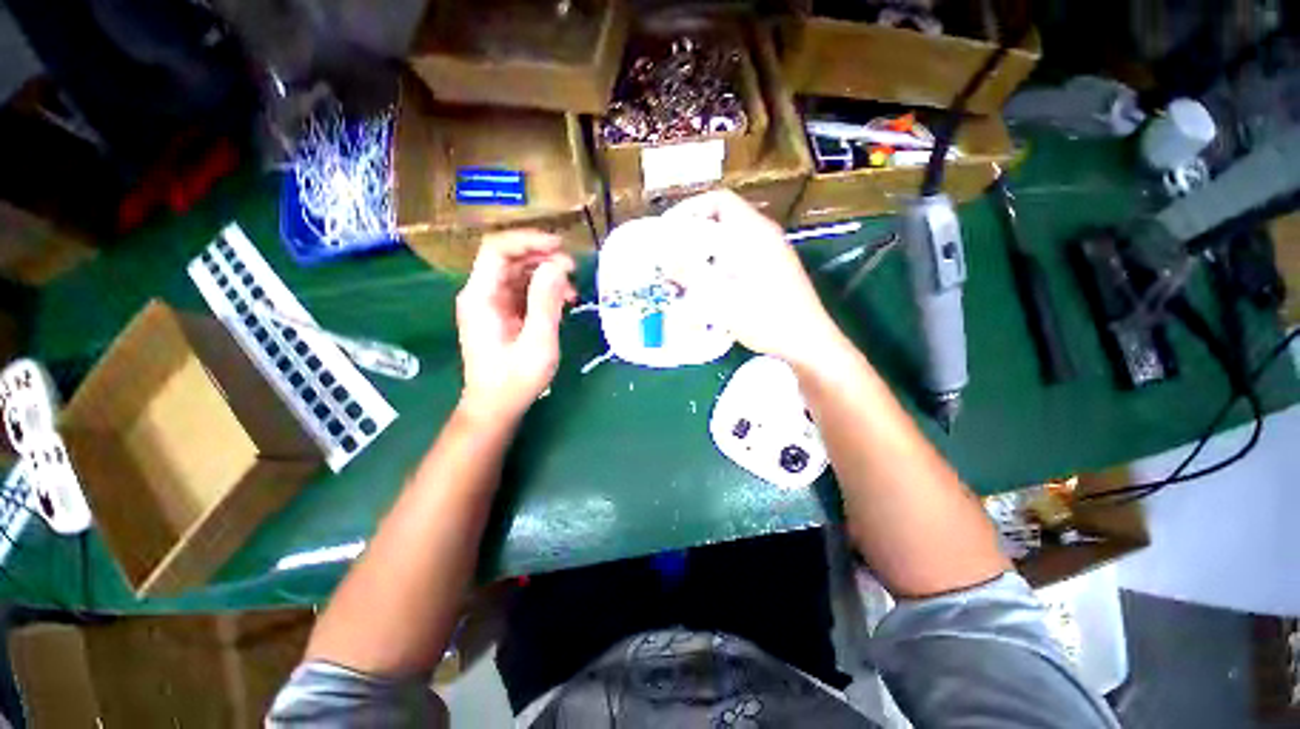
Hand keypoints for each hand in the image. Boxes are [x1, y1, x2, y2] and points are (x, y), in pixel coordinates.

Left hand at [456, 231, 576, 421]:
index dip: (529, 240)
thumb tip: (557, 265)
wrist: (495, 407)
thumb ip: (546, 302)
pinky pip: (520, 291)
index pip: (498, 249)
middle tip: (574, 269)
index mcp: (481, 296)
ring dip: (545, 275)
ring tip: (572, 290)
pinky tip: (562, 302)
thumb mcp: (538, 342)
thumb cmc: (515, 379)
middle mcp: (481, 294)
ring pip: (517, 273)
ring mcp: (490, 304)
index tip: (561, 247)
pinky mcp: (500, 314)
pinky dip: (542, 291)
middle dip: (542, 257)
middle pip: (509, 258)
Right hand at [664, 191, 845, 368]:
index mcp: (754, 233)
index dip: (690, 210)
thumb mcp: (723, 297)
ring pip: (730, 239)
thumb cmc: (766, 319)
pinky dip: (720, 263)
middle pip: (723, 219)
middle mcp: (764, 236)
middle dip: (694, 233)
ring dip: (706, 250)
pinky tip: (710, 286)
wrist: (807, 342)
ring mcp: (771, 252)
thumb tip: (665, 255)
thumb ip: (692, 274)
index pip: (719, 201)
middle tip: (672, 254)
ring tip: (686, 272)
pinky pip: (739, 255)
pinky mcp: (773, 269)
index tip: (668, 230)